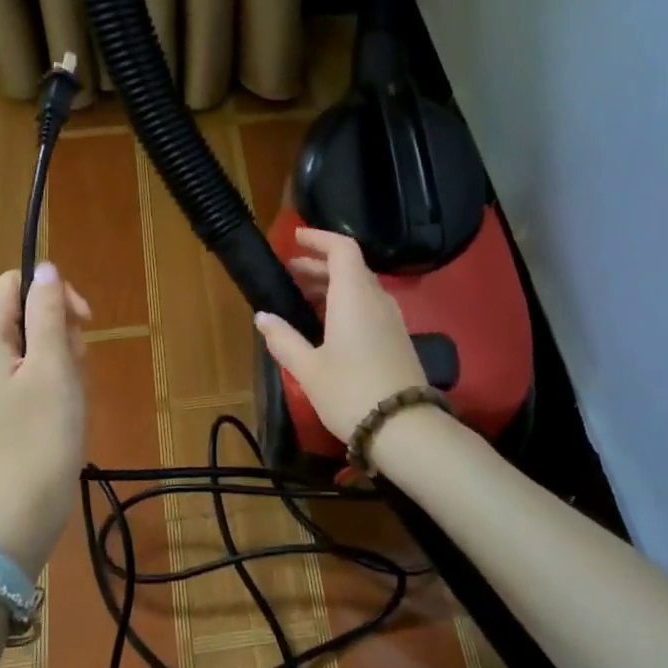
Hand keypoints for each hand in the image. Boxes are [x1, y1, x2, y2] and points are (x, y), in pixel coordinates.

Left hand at [0, 261, 90, 574]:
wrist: (22, 508)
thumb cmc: (40, 433)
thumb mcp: (52, 365)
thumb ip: (48, 312)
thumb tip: (46, 268)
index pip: (14, 284)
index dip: (51, 291)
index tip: (82, 320)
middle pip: (25, 311)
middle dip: (61, 329)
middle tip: (76, 364)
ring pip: (36, 342)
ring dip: (64, 356)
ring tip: (73, 391)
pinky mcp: (6, 404)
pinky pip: (34, 371)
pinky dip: (57, 379)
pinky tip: (68, 405)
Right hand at [253, 228, 425, 444]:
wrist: (405, 429)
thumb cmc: (350, 392)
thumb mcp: (309, 368)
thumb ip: (284, 339)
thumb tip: (262, 317)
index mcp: (354, 296)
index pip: (342, 249)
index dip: (320, 238)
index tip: (296, 238)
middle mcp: (377, 299)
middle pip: (351, 267)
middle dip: (320, 264)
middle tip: (291, 271)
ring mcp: (392, 319)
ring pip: (361, 288)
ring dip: (332, 285)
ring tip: (303, 295)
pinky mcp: (398, 338)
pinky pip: (369, 306)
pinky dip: (346, 303)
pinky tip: (328, 323)